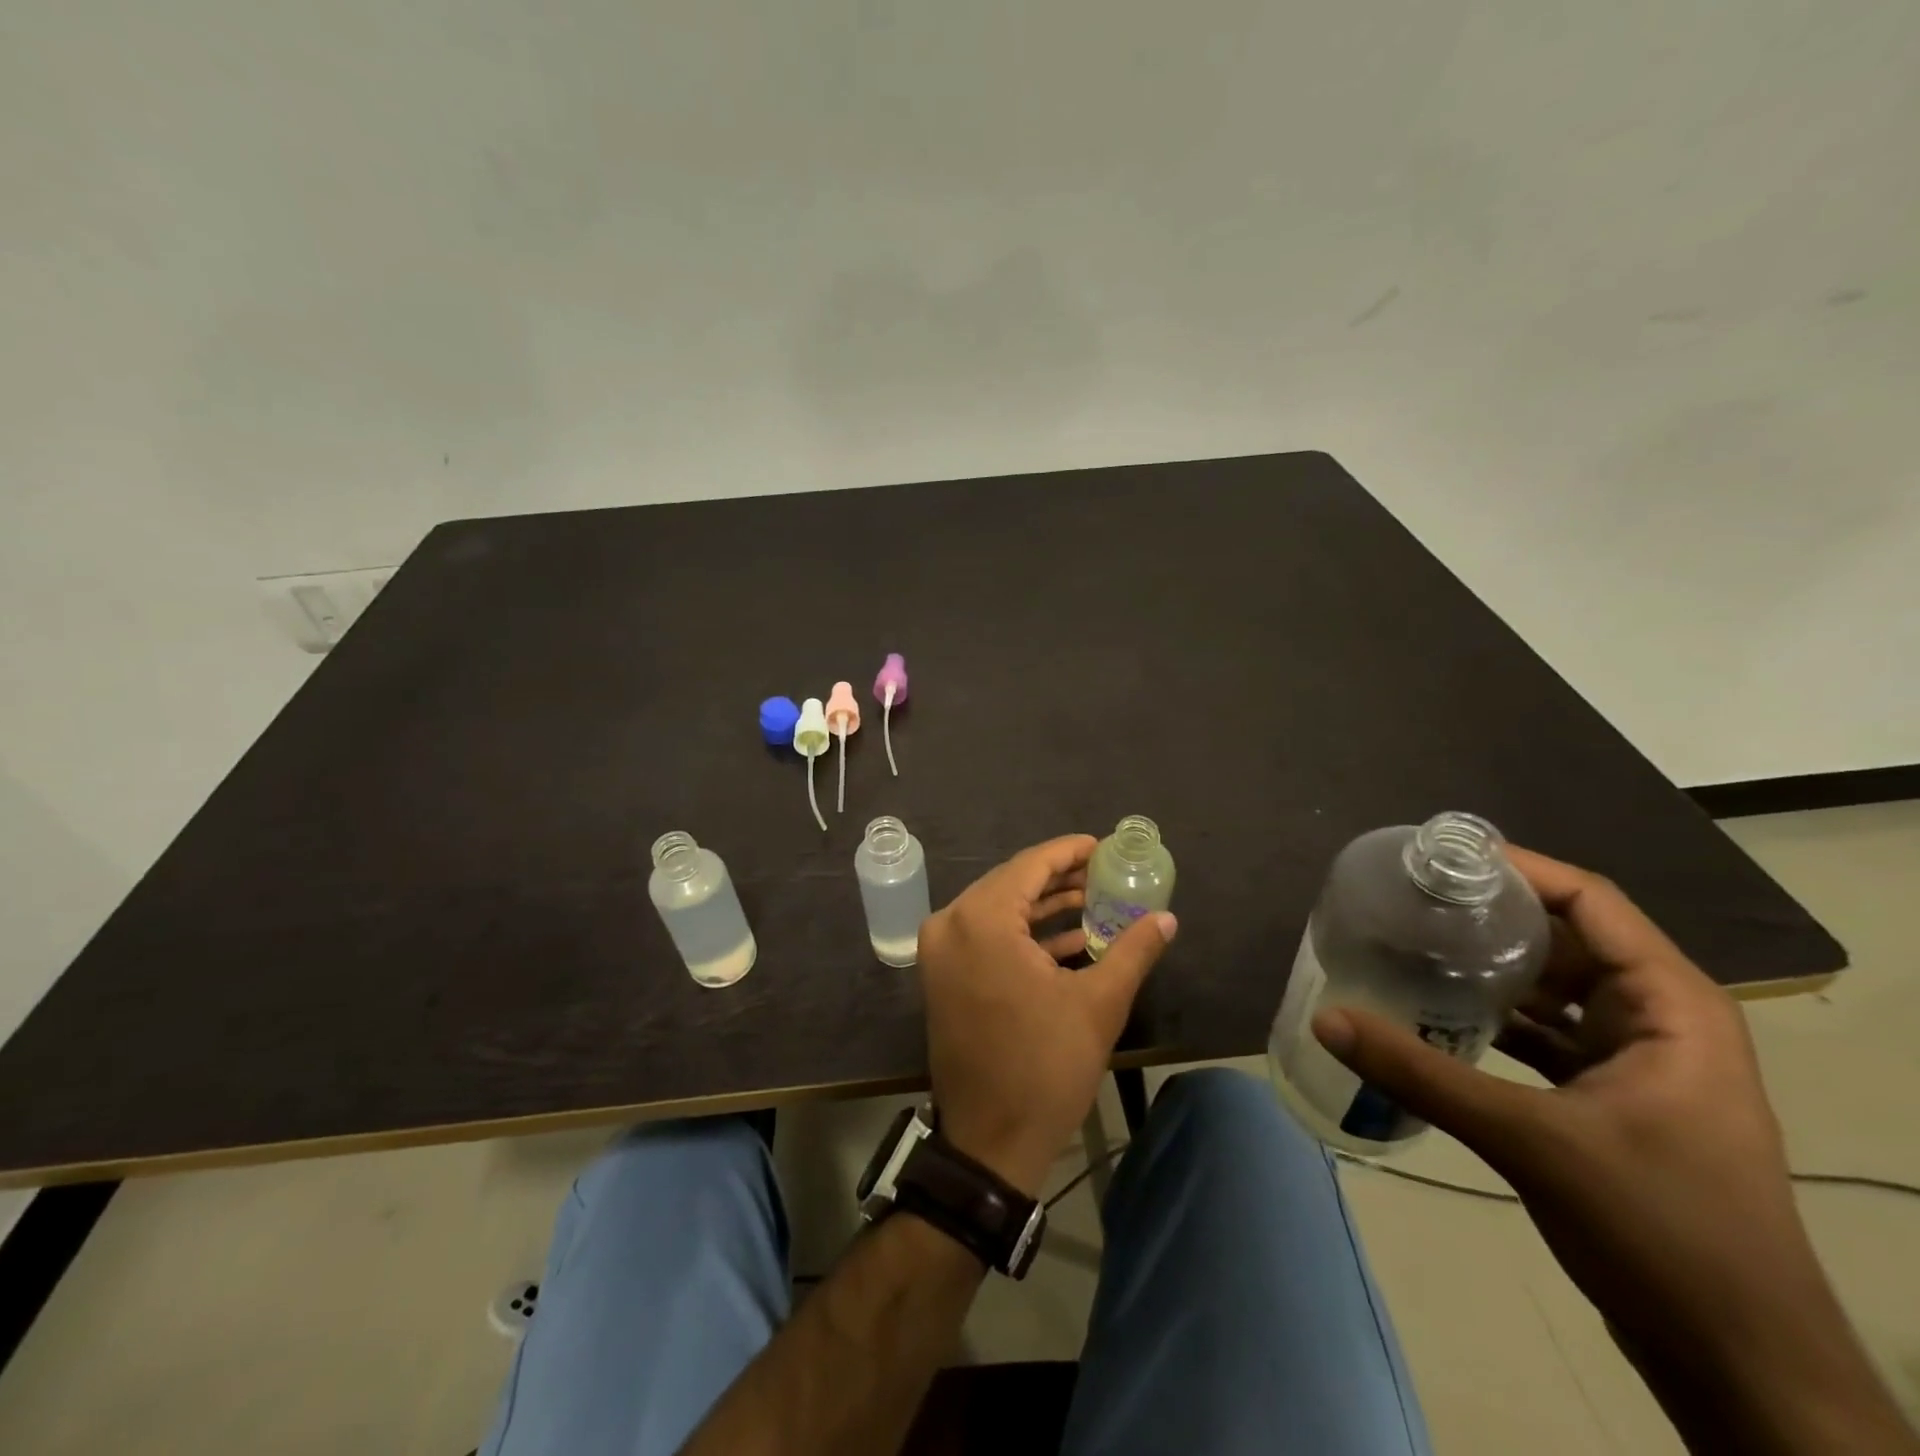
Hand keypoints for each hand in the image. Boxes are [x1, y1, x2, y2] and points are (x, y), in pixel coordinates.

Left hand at [919, 835, 1176, 1195]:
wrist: (990, 1141)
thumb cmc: (1044, 1066)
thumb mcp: (1099, 1004)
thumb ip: (1133, 950)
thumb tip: (1166, 918)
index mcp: (981, 920)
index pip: (1030, 865)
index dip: (1070, 852)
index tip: (1103, 846)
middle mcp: (951, 924)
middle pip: (1012, 883)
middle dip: (1060, 878)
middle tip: (1105, 874)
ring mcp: (941, 951)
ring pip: (999, 909)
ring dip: (1044, 906)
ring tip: (1094, 900)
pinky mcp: (943, 975)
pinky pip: (986, 936)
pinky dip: (1024, 934)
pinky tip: (1071, 939)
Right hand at [1310, 849, 1912, 1448]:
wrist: (1741, 1366)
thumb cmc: (1662, 1233)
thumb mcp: (1531, 1141)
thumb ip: (1421, 1074)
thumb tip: (1325, 1017)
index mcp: (1671, 1005)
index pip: (1589, 900)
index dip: (1515, 868)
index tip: (1438, 856)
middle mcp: (1659, 1018)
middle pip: (1565, 937)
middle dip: (1488, 915)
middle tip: (1406, 898)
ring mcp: (1637, 1061)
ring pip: (1552, 986)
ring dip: (1487, 967)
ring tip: (1410, 943)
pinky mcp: (1612, 1098)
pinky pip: (1544, 1032)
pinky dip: (1494, 1016)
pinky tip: (1437, 1013)